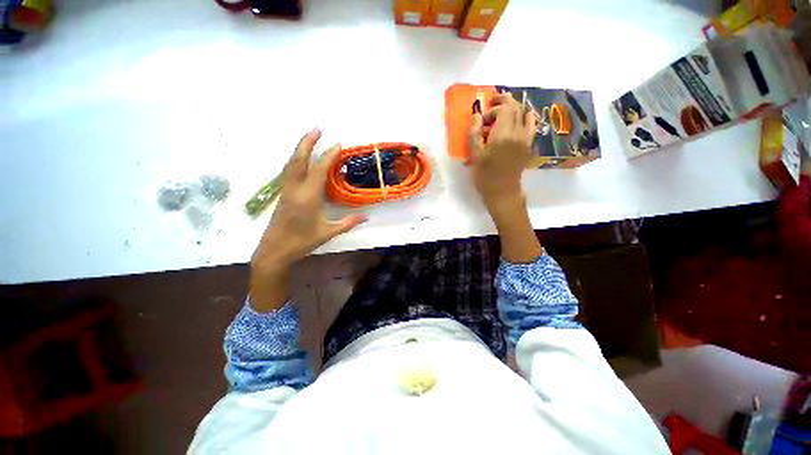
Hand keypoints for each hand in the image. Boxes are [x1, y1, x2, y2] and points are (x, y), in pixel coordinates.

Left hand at [249, 128, 365, 310]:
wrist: (274, 250)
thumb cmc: (302, 242)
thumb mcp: (328, 233)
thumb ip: (348, 223)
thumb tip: (366, 216)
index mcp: (307, 197)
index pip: (318, 170)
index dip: (328, 156)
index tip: (338, 145)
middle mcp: (294, 189)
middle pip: (298, 160)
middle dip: (307, 142)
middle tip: (317, 129)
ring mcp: (286, 190)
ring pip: (291, 163)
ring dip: (300, 148)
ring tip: (310, 138)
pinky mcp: (283, 194)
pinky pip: (289, 171)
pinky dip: (296, 159)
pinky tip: (301, 158)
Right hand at [468, 92, 535, 218]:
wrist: (502, 191)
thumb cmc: (485, 175)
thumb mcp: (475, 155)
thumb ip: (474, 133)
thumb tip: (477, 115)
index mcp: (503, 134)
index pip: (503, 109)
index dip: (491, 110)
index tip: (482, 120)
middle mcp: (518, 132)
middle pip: (516, 107)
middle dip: (504, 101)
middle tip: (492, 103)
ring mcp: (526, 138)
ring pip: (524, 113)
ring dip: (514, 107)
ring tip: (503, 110)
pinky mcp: (529, 144)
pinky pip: (531, 124)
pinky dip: (525, 117)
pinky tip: (518, 120)